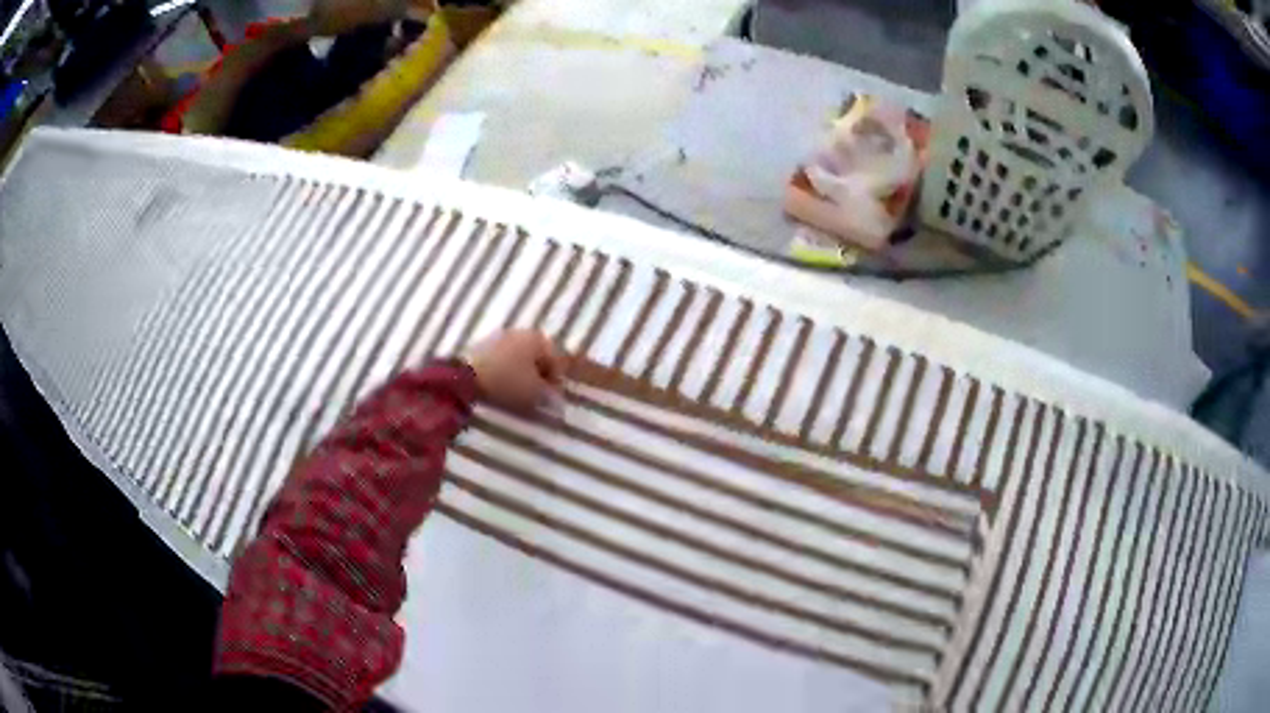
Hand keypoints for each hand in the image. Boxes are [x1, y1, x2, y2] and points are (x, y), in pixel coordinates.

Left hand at [465, 329, 565, 413]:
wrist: (464, 378)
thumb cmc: (507, 382)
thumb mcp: (535, 394)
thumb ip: (551, 396)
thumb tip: (557, 401)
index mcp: (537, 338)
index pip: (556, 361)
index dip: (557, 383)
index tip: (552, 401)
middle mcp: (520, 332)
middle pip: (537, 358)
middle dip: (540, 378)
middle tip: (537, 398)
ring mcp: (498, 337)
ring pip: (519, 359)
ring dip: (522, 375)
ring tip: (518, 394)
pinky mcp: (481, 346)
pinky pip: (502, 360)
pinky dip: (506, 373)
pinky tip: (502, 386)